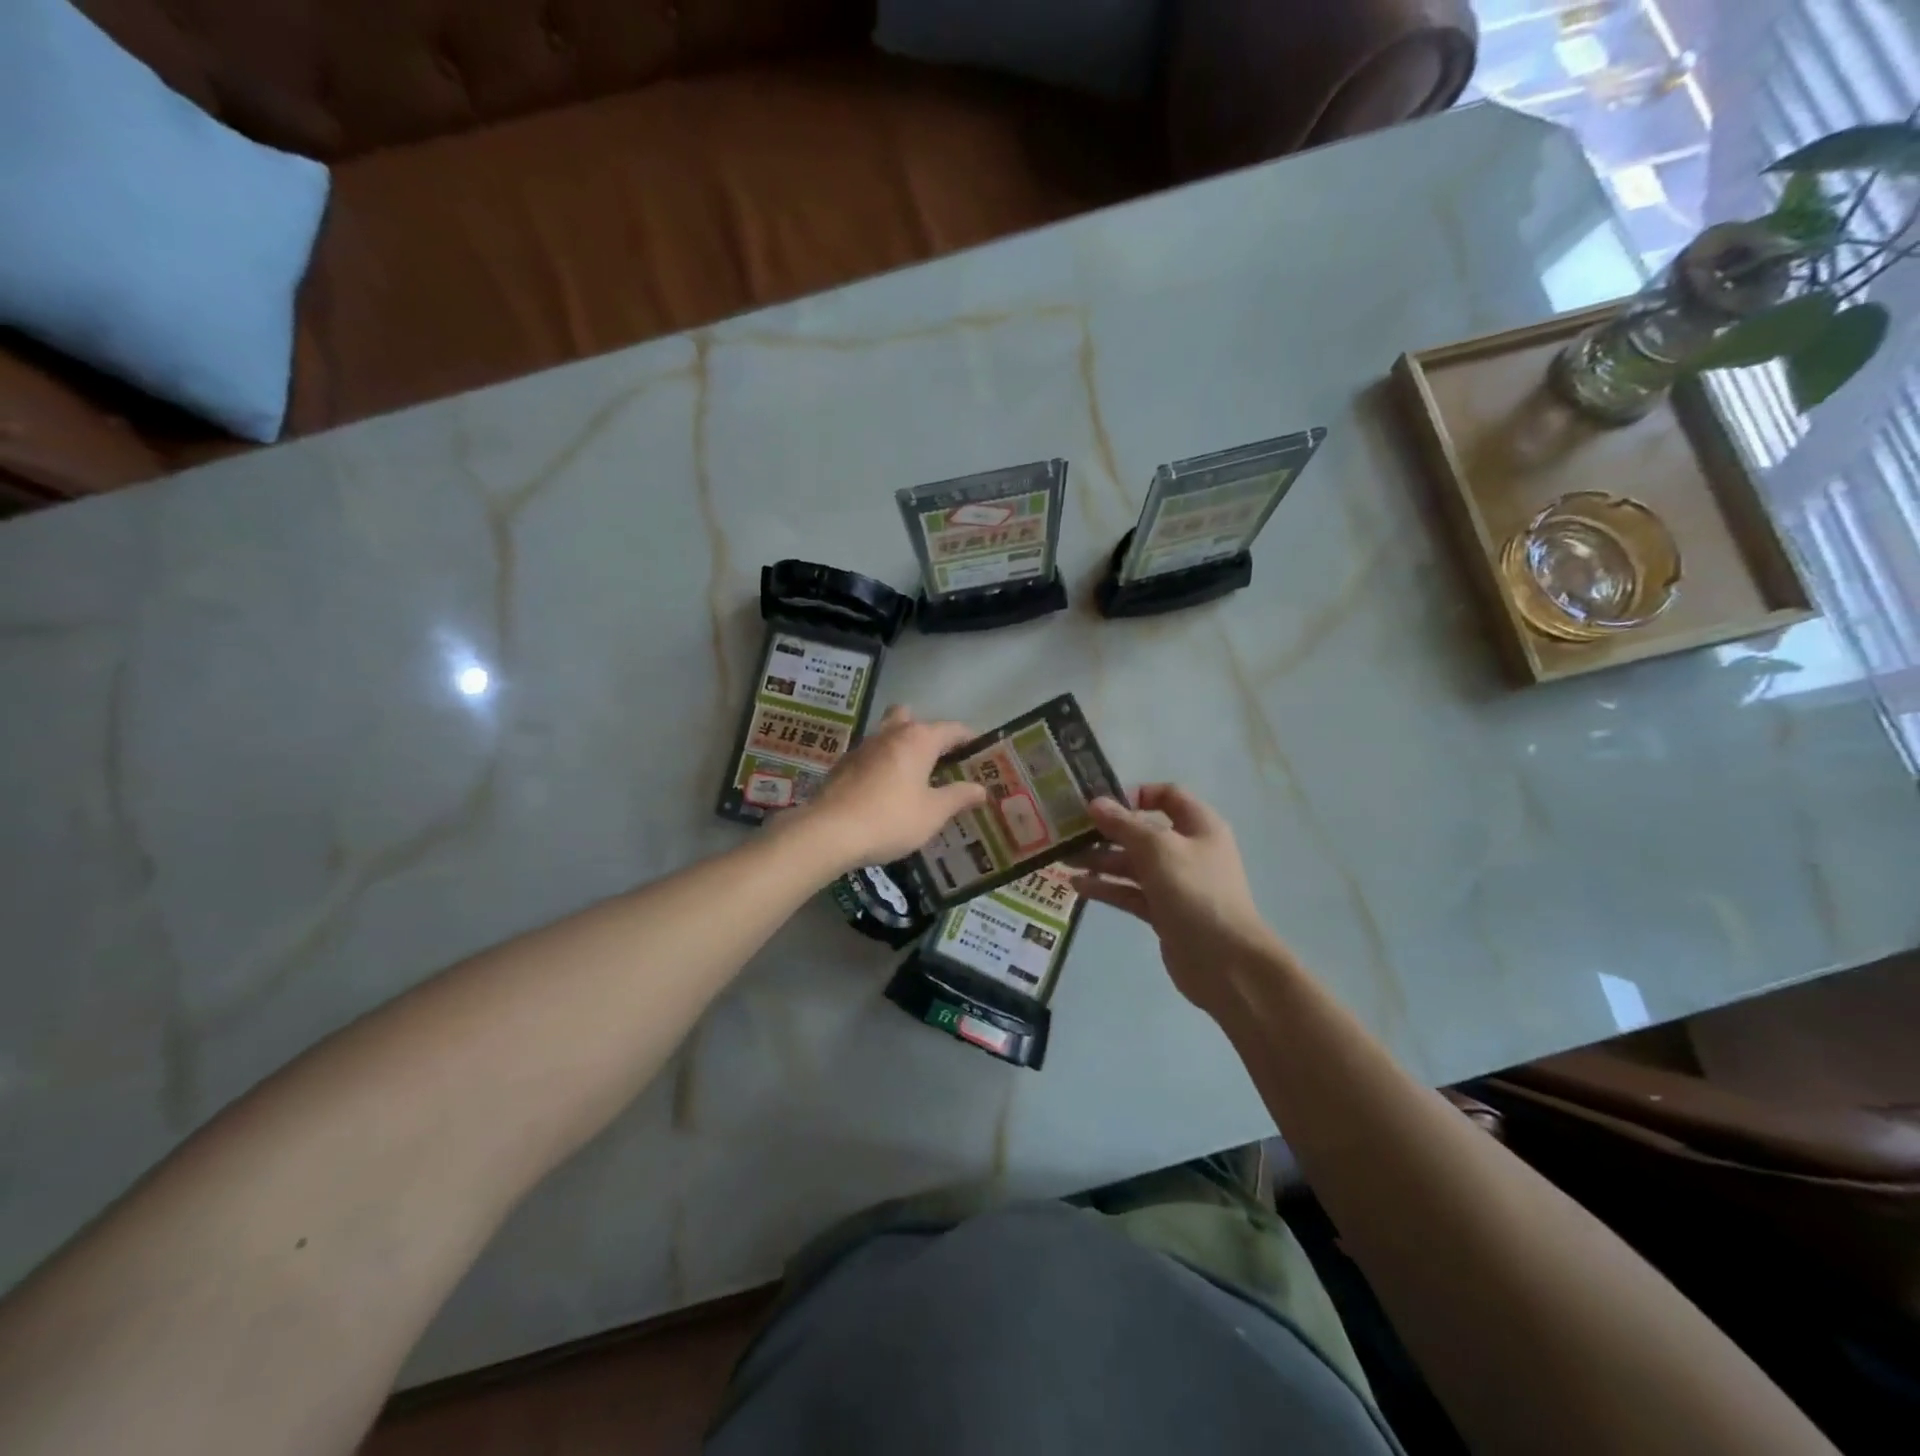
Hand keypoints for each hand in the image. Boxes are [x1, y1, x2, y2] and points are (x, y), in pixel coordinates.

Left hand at [785, 706, 989, 873]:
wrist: (829, 832)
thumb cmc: (891, 819)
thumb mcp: (933, 813)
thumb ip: (959, 797)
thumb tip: (981, 789)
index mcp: (918, 739)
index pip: (953, 728)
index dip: (970, 739)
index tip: (981, 753)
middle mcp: (891, 733)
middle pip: (912, 719)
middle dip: (927, 734)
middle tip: (939, 761)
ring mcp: (863, 747)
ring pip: (888, 735)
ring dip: (901, 748)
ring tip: (914, 778)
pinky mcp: (843, 764)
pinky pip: (870, 756)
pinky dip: (881, 765)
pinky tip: (885, 791)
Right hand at [1071, 784, 1293, 1016]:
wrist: (1226, 961)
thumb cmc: (1195, 891)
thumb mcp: (1157, 849)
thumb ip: (1124, 825)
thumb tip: (1095, 803)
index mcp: (1199, 826)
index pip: (1168, 796)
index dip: (1136, 794)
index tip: (1103, 803)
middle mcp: (1188, 850)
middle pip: (1143, 832)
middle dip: (1107, 832)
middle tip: (1070, 833)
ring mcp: (1175, 883)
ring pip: (1133, 864)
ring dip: (1101, 861)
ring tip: (1065, 860)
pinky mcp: (1163, 912)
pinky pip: (1130, 893)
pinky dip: (1107, 888)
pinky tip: (1078, 886)